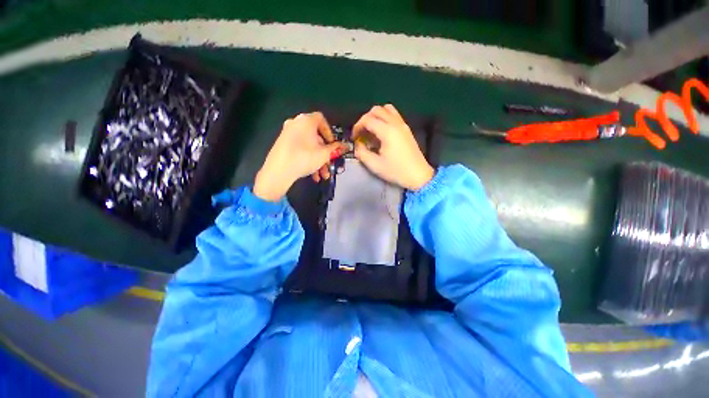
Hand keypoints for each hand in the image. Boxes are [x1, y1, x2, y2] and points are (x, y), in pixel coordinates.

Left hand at [254, 112, 345, 200]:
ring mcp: (288, 134)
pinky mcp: (283, 144)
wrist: (278, 171)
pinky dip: (308, 160)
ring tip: (322, 175)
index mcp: (306, 121)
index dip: (330, 133)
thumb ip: (335, 149)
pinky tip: (313, 176)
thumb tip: (345, 146)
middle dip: (325, 154)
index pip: (322, 120)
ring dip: (318, 161)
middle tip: (330, 164)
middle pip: (316, 137)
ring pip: (309, 146)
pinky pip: (300, 149)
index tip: (333, 145)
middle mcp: (296, 123)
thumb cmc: (305, 158)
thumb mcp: (324, 154)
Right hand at [353, 104, 433, 189]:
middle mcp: (395, 123)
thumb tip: (357, 145)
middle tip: (361, 133)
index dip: (357, 126)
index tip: (354, 138)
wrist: (418, 175)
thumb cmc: (396, 171)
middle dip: (365, 119)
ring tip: (371, 130)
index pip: (367, 119)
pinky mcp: (406, 129)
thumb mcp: (375, 165)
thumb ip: (362, 153)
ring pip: (386, 109)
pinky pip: (394, 115)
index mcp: (387, 131)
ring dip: (376, 116)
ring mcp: (403, 124)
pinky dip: (384, 118)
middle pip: (376, 110)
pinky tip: (382, 132)